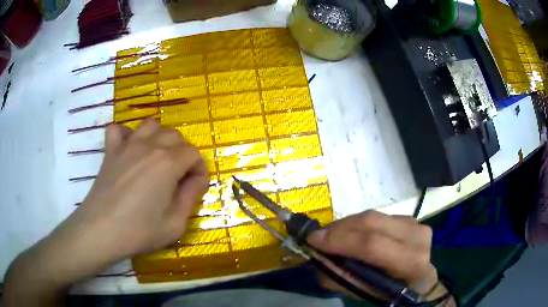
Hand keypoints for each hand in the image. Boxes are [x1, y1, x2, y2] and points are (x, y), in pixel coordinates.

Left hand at [70, 119, 208, 260]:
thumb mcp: (175, 223)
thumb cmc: (140, 231)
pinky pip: (118, 130)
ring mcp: (127, 145)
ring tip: (157, 158)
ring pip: (151, 125)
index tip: (196, 187)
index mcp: (168, 163)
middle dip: (183, 153)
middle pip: (175, 135)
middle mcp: (150, 146)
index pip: (193, 153)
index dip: (199, 169)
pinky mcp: (111, 150)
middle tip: (179, 176)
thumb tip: (195, 180)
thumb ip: (191, 197)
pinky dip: (126, 135)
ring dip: (159, 138)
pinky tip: (129, 149)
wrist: (101, 230)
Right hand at [308, 210, 453, 304]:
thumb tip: (318, 257)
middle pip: (371, 222)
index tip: (313, 240)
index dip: (340, 240)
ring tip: (332, 236)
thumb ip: (340, 278)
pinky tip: (352, 234)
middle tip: (318, 237)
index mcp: (411, 262)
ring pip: (373, 216)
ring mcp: (415, 223)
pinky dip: (359, 224)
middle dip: (339, 228)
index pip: (373, 245)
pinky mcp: (410, 217)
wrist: (420, 280)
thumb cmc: (393, 292)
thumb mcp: (366, 294)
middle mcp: (416, 237)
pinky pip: (378, 216)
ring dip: (347, 225)